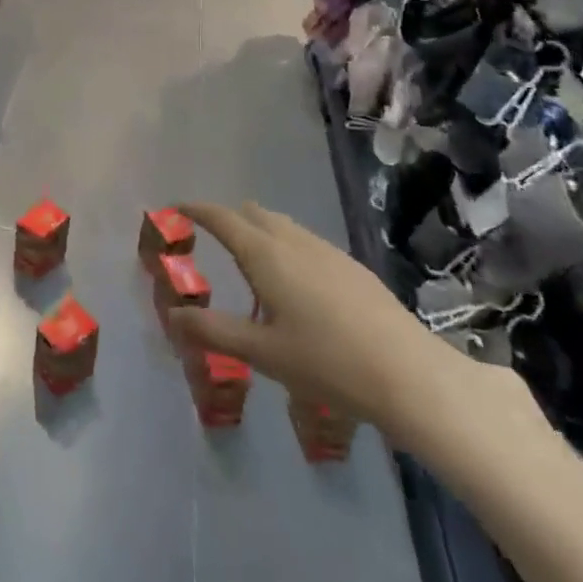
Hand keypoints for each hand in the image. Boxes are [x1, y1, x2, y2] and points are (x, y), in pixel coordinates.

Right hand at [166, 201, 464, 435]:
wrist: (408, 373)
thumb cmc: (326, 361)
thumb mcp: (262, 352)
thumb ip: (214, 331)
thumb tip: (174, 316)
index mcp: (265, 255)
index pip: (222, 218)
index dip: (197, 210)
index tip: (177, 208)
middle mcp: (294, 241)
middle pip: (253, 214)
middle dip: (228, 218)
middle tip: (210, 237)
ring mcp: (327, 250)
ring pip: (282, 225)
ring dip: (258, 231)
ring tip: (249, 261)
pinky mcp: (351, 266)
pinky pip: (305, 241)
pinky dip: (284, 246)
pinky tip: (294, 283)